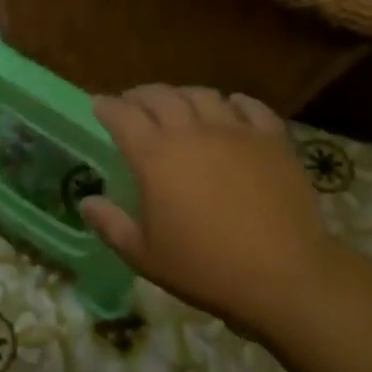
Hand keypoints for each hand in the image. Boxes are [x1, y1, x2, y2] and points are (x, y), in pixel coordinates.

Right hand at [80, 85, 334, 338]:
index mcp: (155, 156)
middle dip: (140, 95)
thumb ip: (111, 225)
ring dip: (183, 95)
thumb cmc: (206, 269)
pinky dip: (234, 103)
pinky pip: (250, 106)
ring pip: (202, 94)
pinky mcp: (271, 138)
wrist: (284, 276)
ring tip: (180, 106)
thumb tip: (87, 202)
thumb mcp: (146, 257)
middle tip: (134, 104)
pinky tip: (231, 109)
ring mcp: (234, 130)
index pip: (122, 115)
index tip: (99, 105)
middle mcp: (191, 131)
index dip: (106, 106)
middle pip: (159, 95)